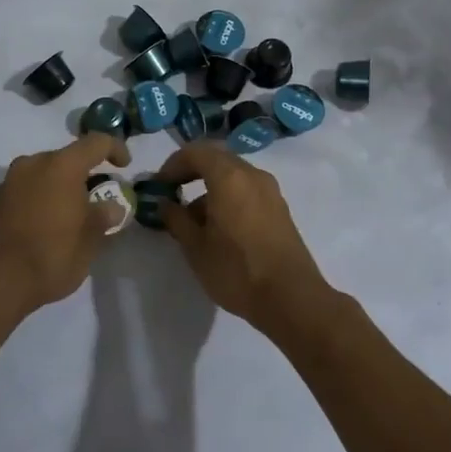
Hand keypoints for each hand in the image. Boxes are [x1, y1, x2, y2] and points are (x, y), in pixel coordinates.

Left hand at [0, 132, 129, 313]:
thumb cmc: (50, 255)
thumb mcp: (89, 241)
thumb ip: (103, 217)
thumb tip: (111, 207)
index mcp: (61, 166)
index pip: (95, 143)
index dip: (115, 149)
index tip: (125, 167)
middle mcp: (33, 164)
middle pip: (67, 158)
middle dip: (86, 174)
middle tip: (98, 200)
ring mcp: (10, 181)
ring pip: (44, 174)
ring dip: (61, 187)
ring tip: (72, 216)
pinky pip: (27, 190)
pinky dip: (42, 199)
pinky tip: (47, 226)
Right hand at [153, 142, 331, 332]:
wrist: (292, 299)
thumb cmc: (237, 270)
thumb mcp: (195, 248)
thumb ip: (176, 219)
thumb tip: (165, 203)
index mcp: (229, 177)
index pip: (195, 152)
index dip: (172, 165)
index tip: (159, 187)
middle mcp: (252, 175)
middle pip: (216, 159)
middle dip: (191, 172)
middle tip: (172, 194)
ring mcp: (270, 191)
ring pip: (233, 175)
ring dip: (209, 188)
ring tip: (193, 221)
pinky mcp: (279, 209)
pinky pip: (247, 190)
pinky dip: (228, 197)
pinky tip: (219, 229)